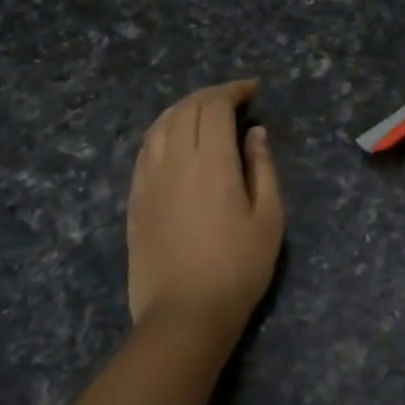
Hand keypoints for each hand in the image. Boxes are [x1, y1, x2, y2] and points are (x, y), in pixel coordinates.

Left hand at [126, 80, 284, 335]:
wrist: (185, 314)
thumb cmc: (239, 268)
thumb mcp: (270, 218)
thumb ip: (263, 168)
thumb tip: (254, 133)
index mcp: (211, 163)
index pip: (215, 107)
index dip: (233, 90)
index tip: (252, 89)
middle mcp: (174, 161)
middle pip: (186, 109)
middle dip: (211, 94)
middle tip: (234, 98)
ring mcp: (148, 180)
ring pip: (160, 125)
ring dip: (184, 108)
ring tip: (205, 111)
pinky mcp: (135, 199)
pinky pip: (145, 149)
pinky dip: (163, 131)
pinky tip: (176, 139)